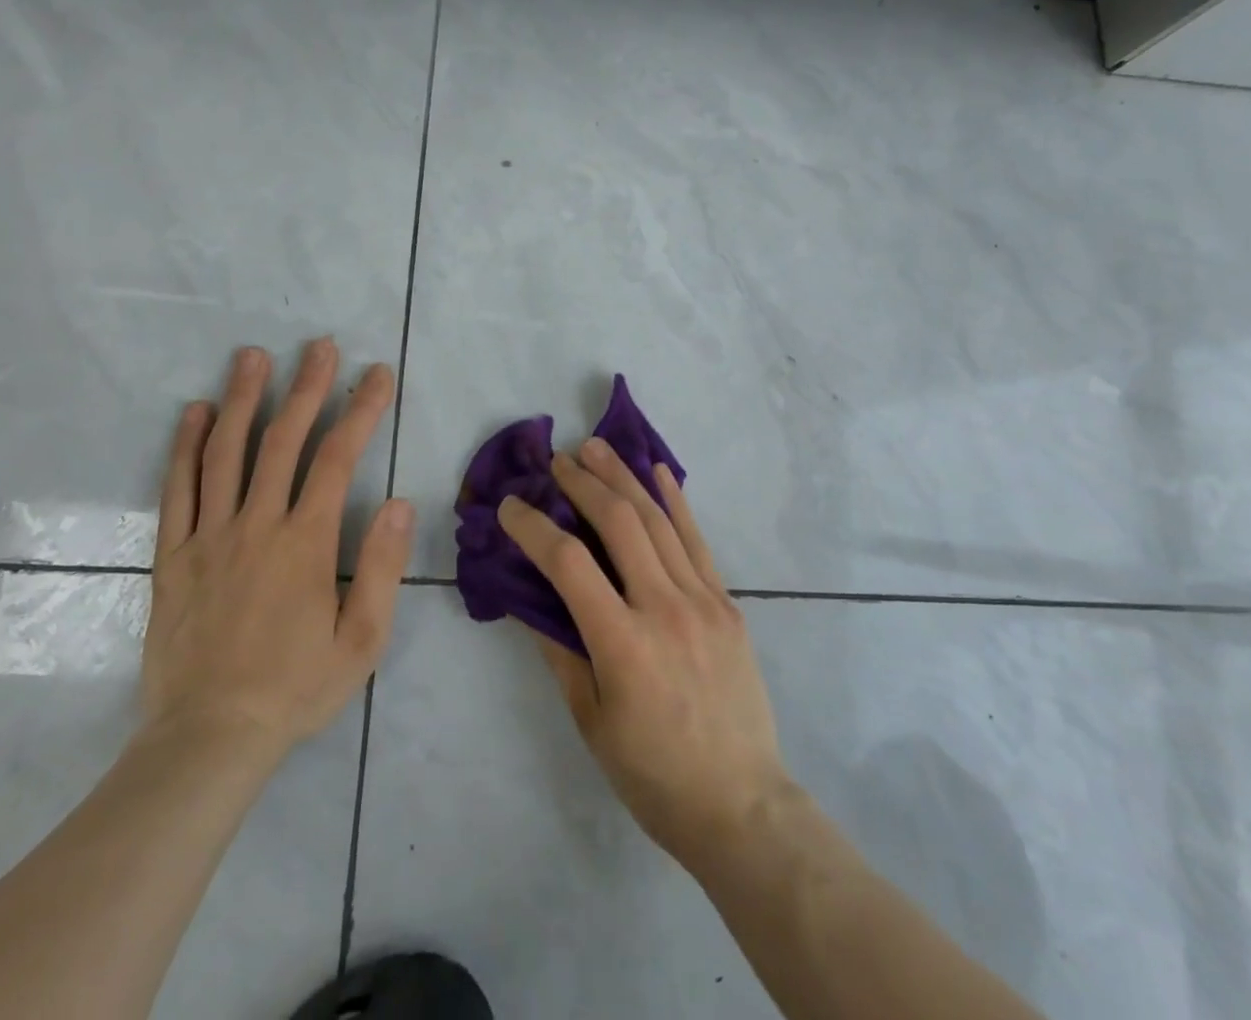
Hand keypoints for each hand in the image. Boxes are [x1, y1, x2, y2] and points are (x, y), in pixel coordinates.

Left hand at [140, 339, 413, 760]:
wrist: (207, 739)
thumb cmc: (294, 688)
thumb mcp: (360, 640)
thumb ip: (380, 568)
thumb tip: (399, 503)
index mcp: (305, 543)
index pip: (338, 459)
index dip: (360, 410)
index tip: (377, 374)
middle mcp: (256, 526)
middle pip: (282, 441)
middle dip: (306, 387)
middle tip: (319, 345)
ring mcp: (209, 537)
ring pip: (226, 454)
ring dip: (243, 400)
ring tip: (253, 356)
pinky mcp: (173, 556)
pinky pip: (178, 491)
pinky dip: (186, 447)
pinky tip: (195, 413)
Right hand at [496, 441, 794, 870]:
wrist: (741, 803)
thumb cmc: (653, 774)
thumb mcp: (591, 721)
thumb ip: (560, 651)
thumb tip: (528, 599)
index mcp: (622, 644)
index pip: (568, 564)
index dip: (533, 527)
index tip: (510, 506)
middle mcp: (664, 608)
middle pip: (619, 523)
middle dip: (583, 484)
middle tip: (557, 459)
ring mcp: (702, 600)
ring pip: (658, 521)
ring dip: (624, 478)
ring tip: (596, 447)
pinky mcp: (727, 602)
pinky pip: (697, 540)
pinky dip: (676, 501)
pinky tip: (658, 471)